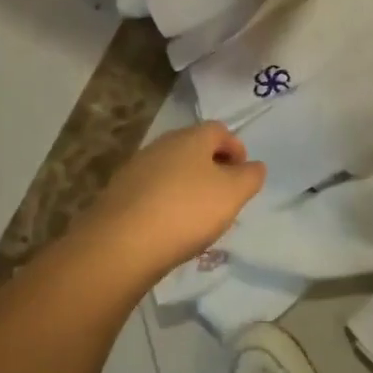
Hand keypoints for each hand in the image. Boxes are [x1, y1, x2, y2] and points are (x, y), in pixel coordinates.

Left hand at [79, 121, 265, 279]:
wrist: (122, 243)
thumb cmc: (187, 211)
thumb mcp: (233, 194)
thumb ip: (250, 177)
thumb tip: (253, 166)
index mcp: (191, 138)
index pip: (219, 130)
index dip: (236, 148)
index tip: (243, 175)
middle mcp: (162, 144)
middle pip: (194, 148)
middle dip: (212, 167)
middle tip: (224, 196)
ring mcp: (136, 167)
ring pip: (172, 169)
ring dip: (188, 185)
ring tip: (198, 216)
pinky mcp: (119, 193)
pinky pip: (152, 190)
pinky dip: (166, 202)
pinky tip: (169, 227)